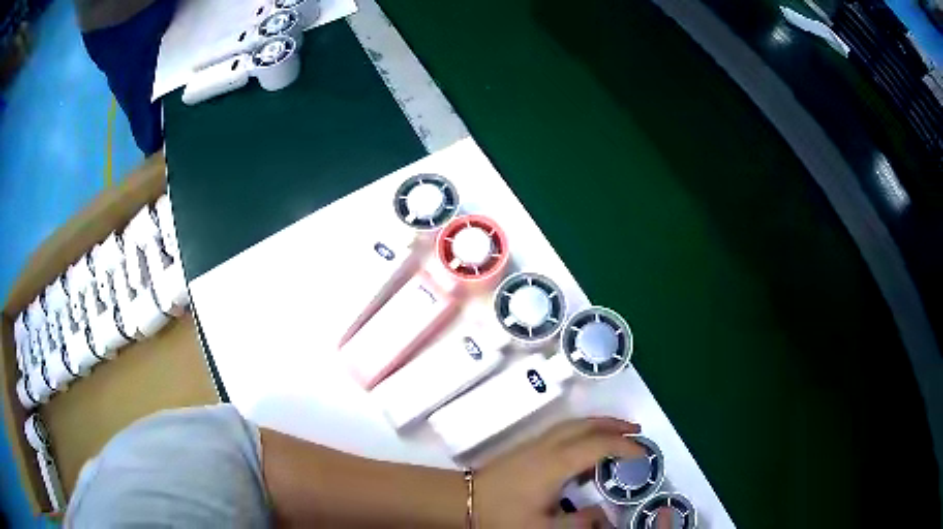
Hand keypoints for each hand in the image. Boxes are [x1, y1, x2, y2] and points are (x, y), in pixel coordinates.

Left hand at [475, 417, 642, 527]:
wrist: (461, 501)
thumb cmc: (501, 516)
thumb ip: (578, 523)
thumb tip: (605, 516)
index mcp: (557, 463)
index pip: (600, 445)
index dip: (625, 447)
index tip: (644, 455)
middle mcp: (548, 446)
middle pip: (587, 424)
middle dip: (615, 425)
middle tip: (637, 432)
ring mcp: (535, 444)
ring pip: (574, 424)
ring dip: (599, 424)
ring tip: (618, 434)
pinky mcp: (525, 447)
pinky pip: (563, 430)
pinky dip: (583, 430)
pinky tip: (585, 447)